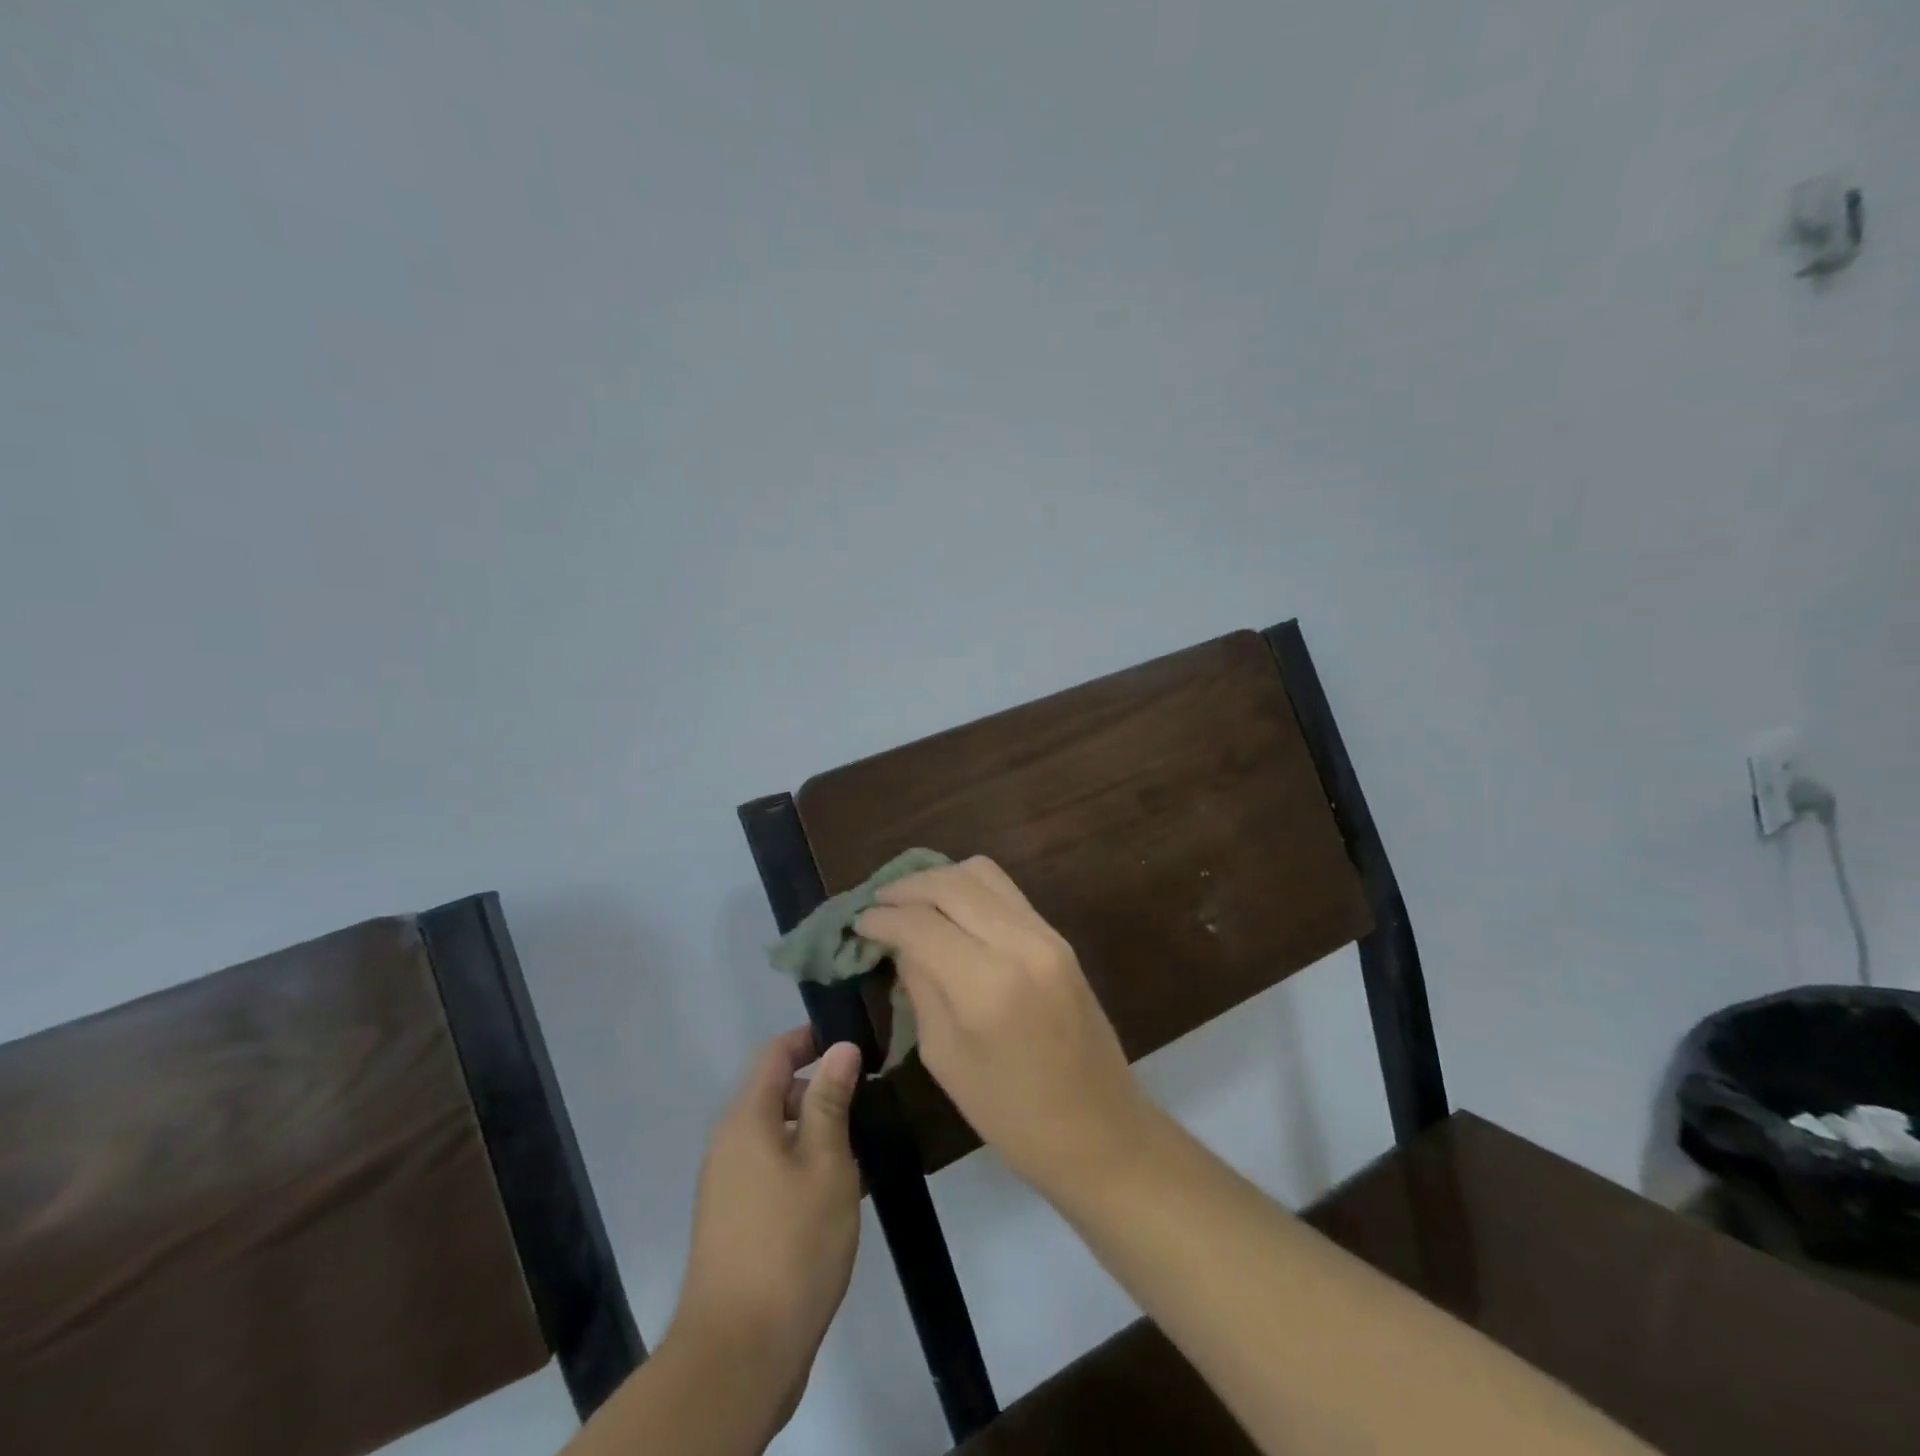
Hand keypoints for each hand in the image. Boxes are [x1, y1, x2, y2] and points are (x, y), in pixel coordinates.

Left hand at [668, 1028, 862, 1434]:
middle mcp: (729, 1144)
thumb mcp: (825, 1164)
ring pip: (776, 1135)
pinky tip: (843, 1190)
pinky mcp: (736, 1222)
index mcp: (745, 1120)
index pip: (774, 1054)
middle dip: (820, 1088)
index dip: (810, 1039)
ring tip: (865, 1143)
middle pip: (774, 1093)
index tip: (853, 1041)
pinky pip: (772, 1171)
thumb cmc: (791, 1244)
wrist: (739, 1354)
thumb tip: (840, 1048)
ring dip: (816, 1131)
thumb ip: (831, 1101)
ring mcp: (728, 1186)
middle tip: (869, 1097)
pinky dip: (804, 1165)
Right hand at [855, 856, 1149, 1197]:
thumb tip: (900, 943)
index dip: (882, 918)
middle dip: (907, 887)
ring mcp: (1046, 934)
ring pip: (982, 873)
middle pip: (951, 883)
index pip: (920, 923)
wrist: (1100, 1130)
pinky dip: (969, 889)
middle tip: (877, 904)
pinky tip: (948, 910)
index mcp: (986, 984)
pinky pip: (1006, 891)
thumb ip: (920, 987)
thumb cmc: (1012, 1115)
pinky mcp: (1059, 937)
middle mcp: (1020, 943)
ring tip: (910, 901)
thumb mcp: (945, 1058)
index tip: (857, 923)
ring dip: (939, 879)